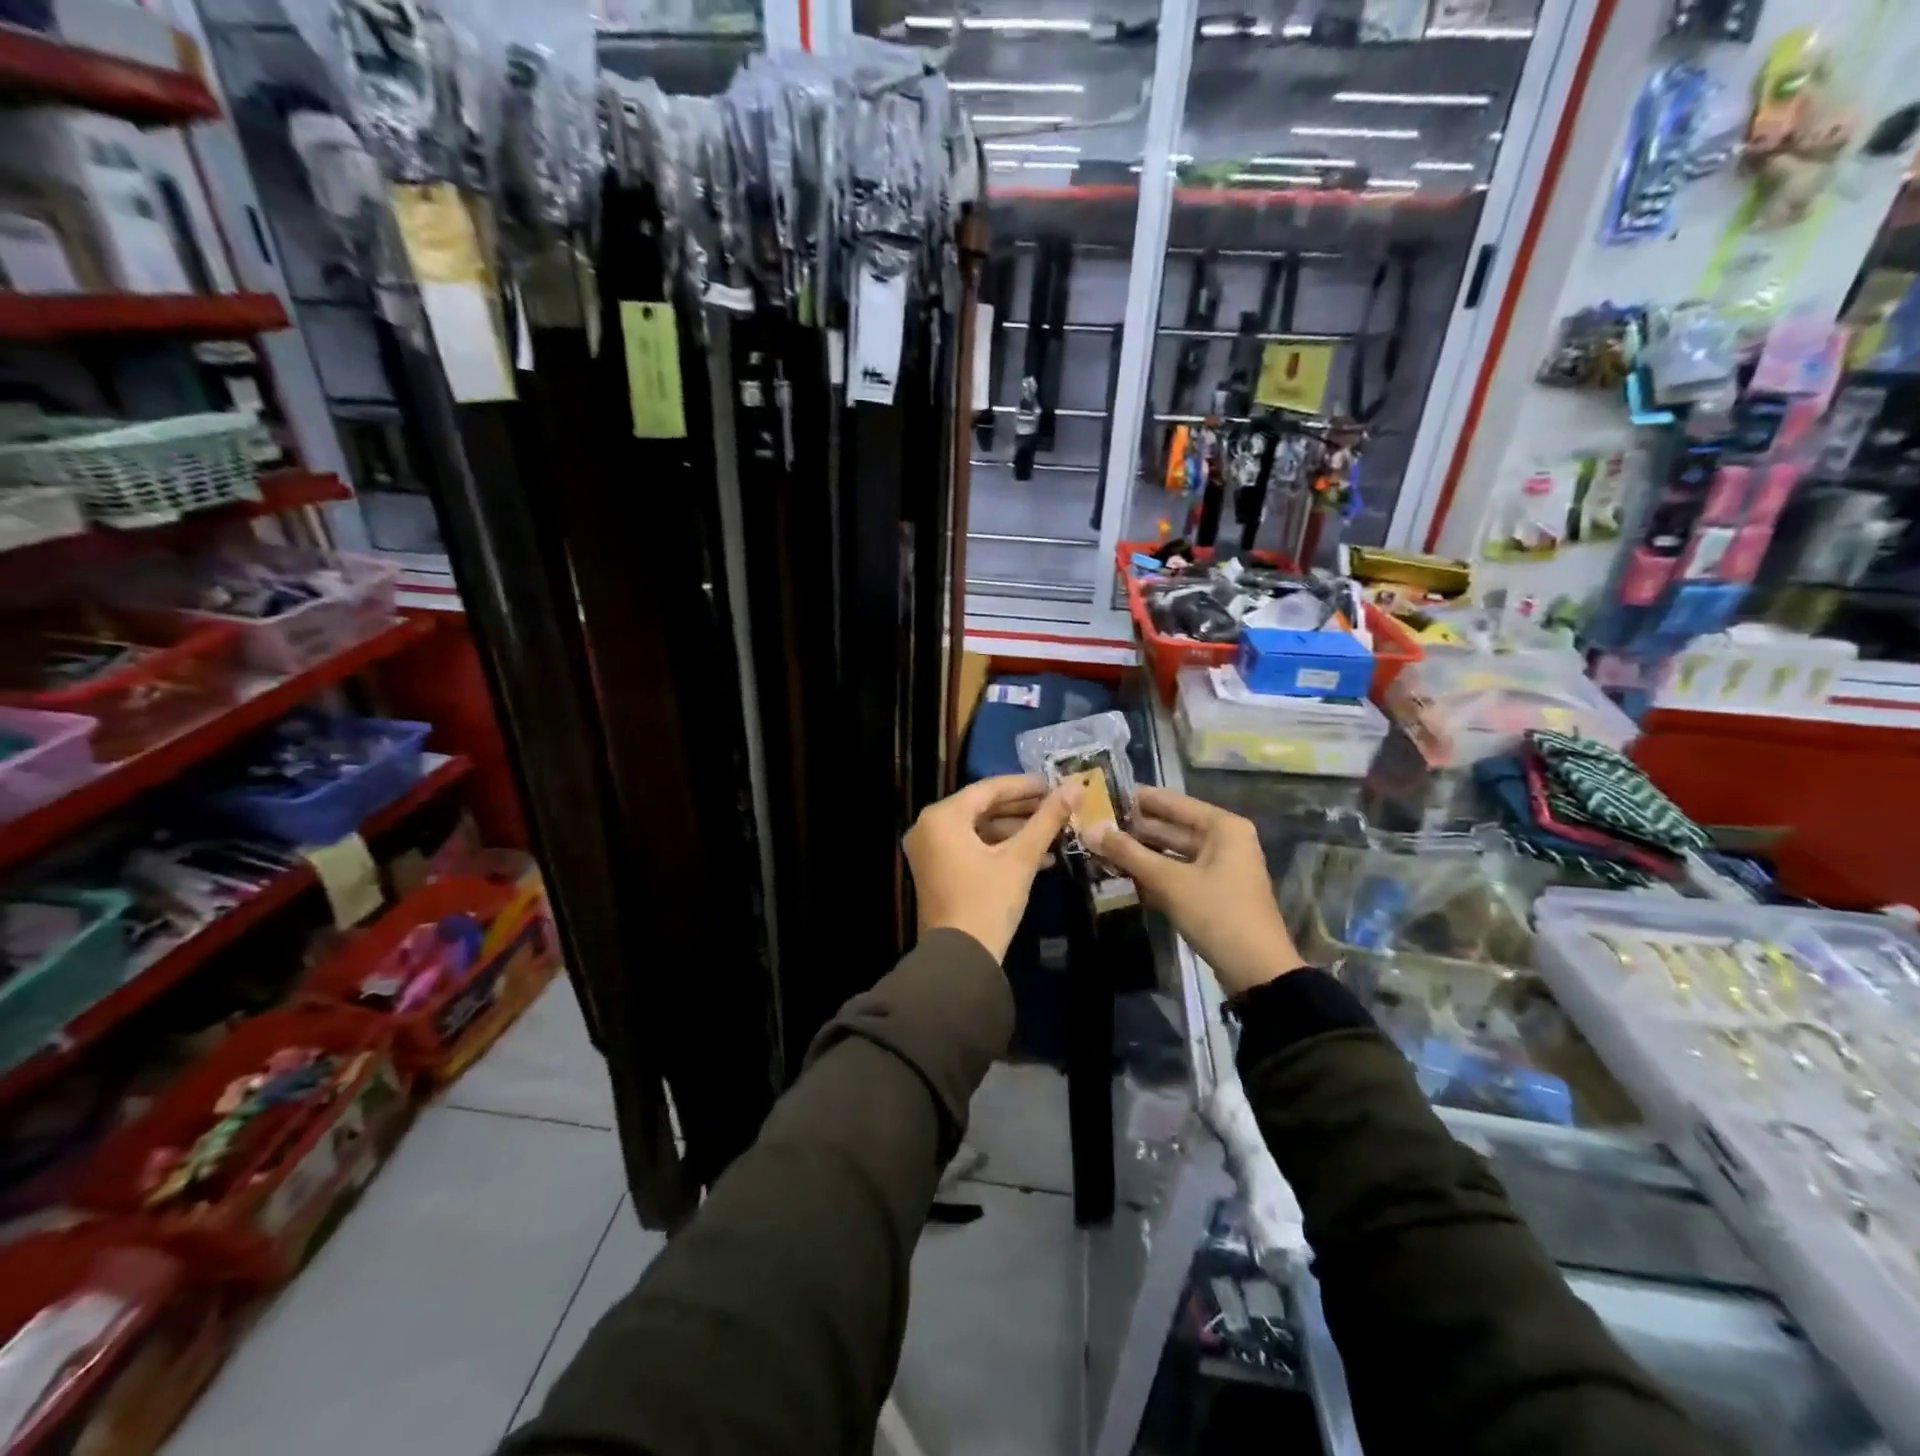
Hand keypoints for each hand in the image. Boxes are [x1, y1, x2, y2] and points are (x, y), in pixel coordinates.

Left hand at [905, 775, 1078, 962]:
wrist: (960, 959)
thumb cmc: (988, 902)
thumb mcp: (1021, 858)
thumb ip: (1047, 819)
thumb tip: (1076, 786)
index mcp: (942, 817)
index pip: (989, 789)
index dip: (1025, 786)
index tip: (1056, 784)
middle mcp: (929, 827)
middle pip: (983, 808)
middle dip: (1023, 810)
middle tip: (1058, 806)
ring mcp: (930, 851)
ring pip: (980, 830)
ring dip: (1016, 832)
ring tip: (1055, 832)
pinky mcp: (938, 871)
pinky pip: (972, 848)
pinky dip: (1001, 850)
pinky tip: (1040, 858)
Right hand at [1085, 787, 1304, 996]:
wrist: (1257, 971)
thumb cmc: (1217, 914)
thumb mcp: (1169, 882)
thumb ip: (1129, 853)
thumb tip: (1091, 829)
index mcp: (1223, 827)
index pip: (1174, 803)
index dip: (1142, 799)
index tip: (1108, 794)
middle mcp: (1226, 841)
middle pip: (1174, 827)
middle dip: (1138, 827)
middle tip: (1099, 823)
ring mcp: (1221, 868)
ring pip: (1175, 852)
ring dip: (1144, 852)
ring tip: (1105, 846)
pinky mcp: (1215, 892)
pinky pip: (1180, 872)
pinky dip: (1156, 872)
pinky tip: (1127, 873)